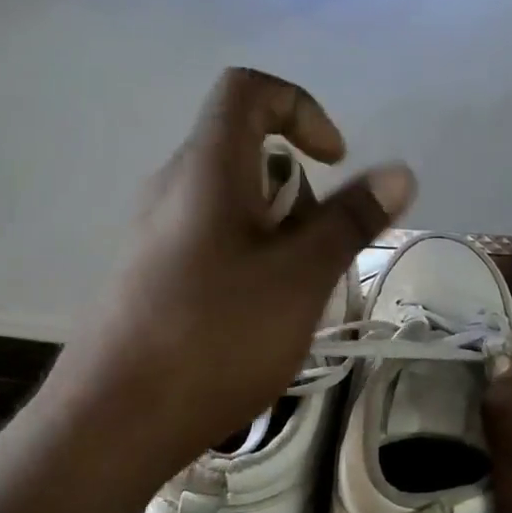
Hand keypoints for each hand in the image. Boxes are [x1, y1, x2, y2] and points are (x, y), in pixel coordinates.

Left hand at [58, 68, 414, 472]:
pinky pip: (212, 241)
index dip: (301, 108)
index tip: (334, 162)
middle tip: (315, 255)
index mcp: (206, 168)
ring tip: (291, 298)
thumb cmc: (215, 337)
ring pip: (234, 204)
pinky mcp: (149, 275)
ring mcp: (155, 233)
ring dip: (279, 234)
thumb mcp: (300, 277)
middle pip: (247, 152)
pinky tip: (256, 321)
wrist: (112, 423)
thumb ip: (350, 220)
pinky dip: (250, 261)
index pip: (249, 89)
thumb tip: (399, 171)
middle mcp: (173, 187)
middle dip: (299, 193)